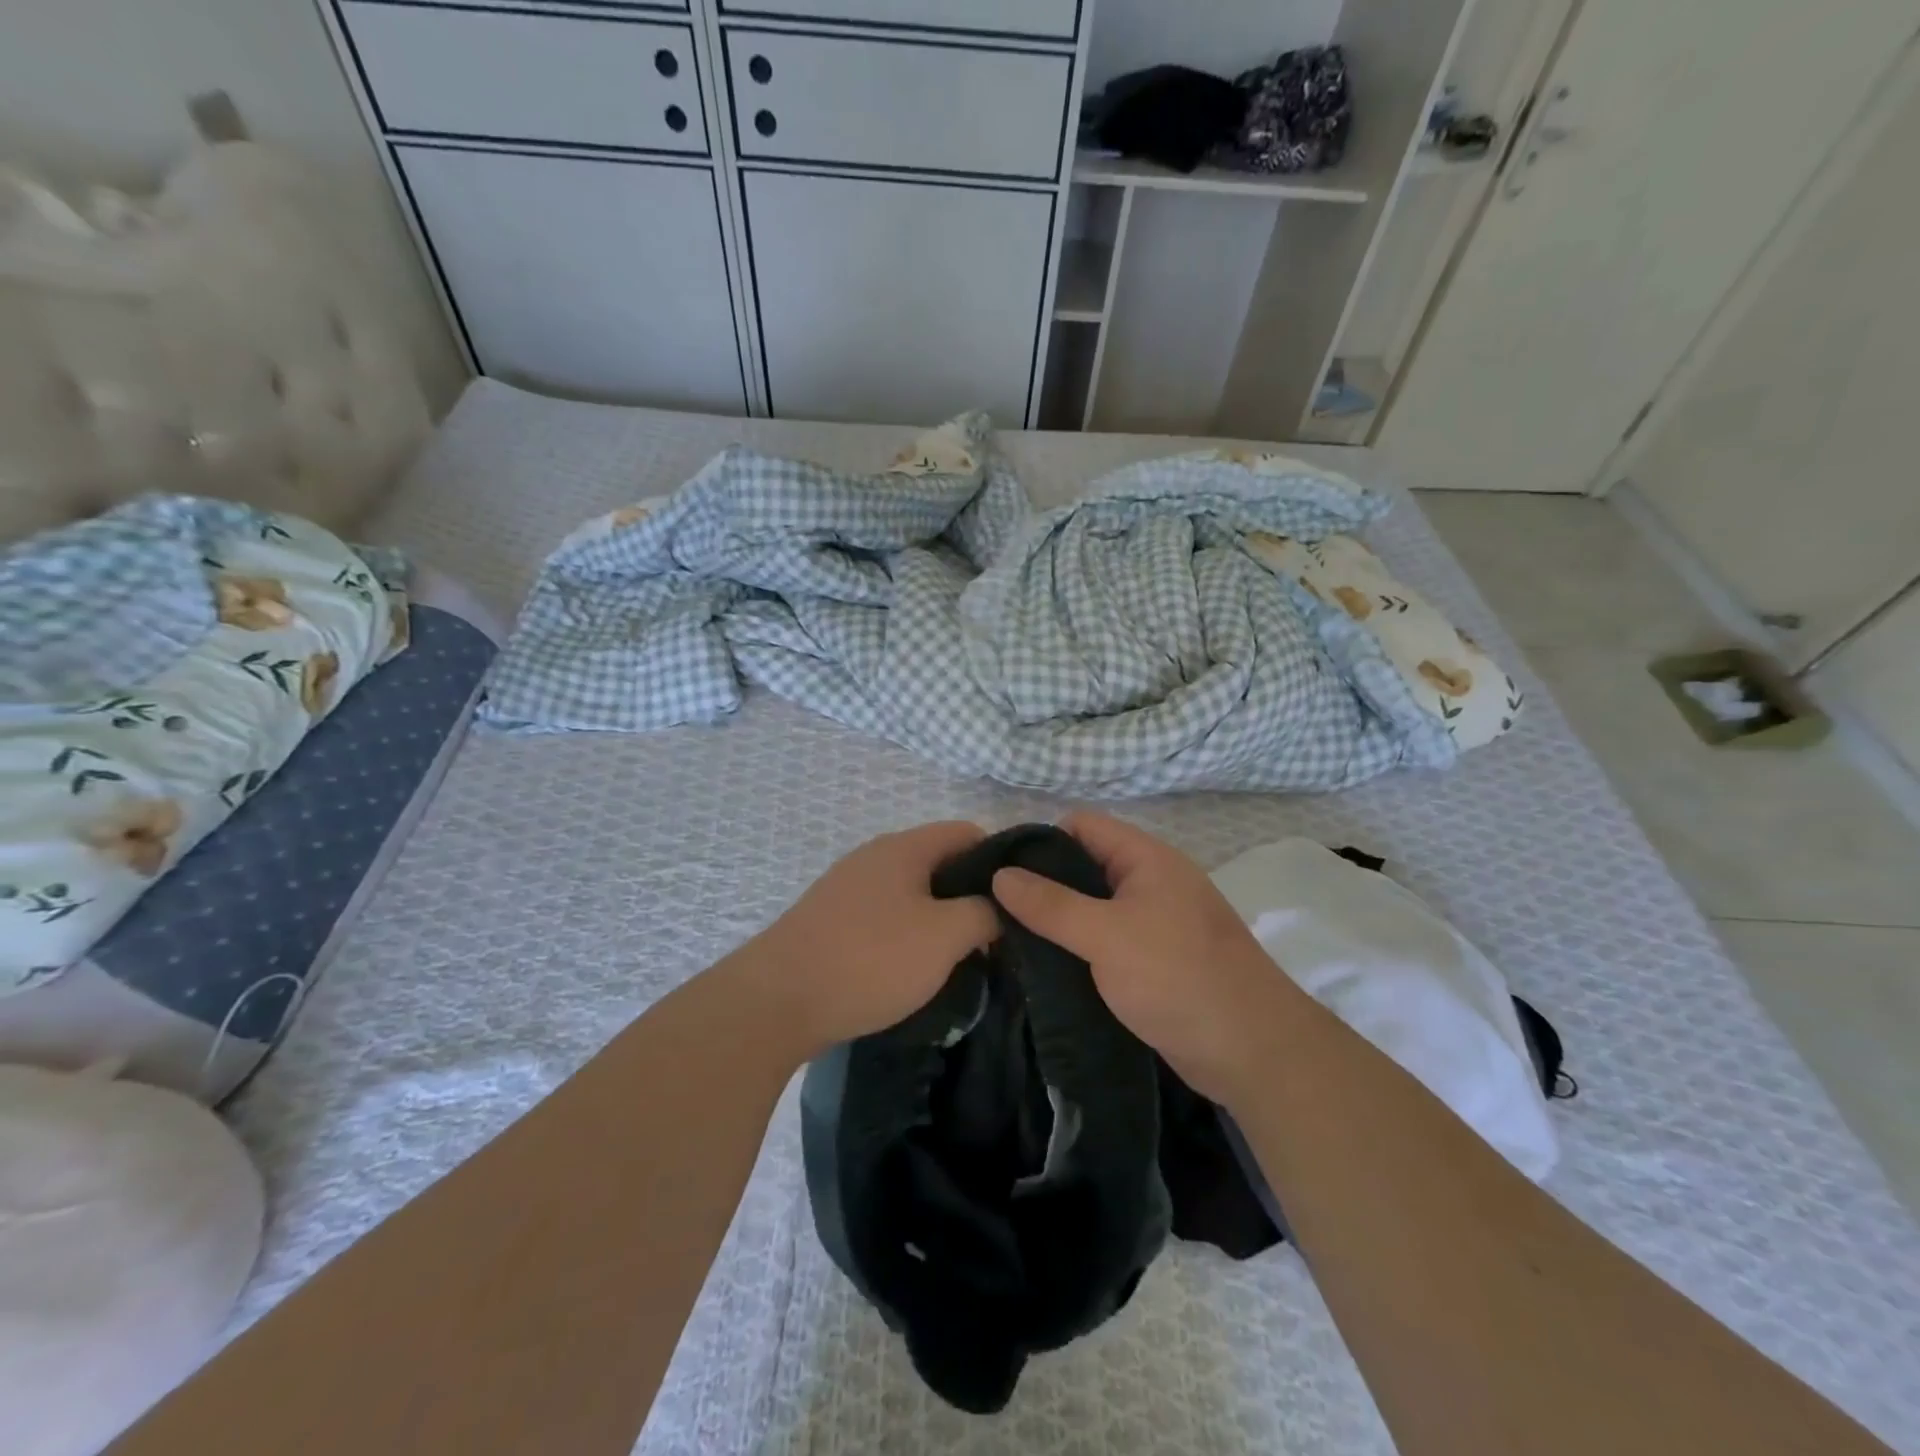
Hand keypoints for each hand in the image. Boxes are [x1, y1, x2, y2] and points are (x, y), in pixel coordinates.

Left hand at [745, 821, 998, 1059]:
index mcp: (904, 847)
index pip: (967, 832)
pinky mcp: (830, 920)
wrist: (777, 1001)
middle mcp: (874, 857)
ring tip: (961, 960)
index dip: (1001, 860)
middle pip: (939, 863)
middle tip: (996, 938)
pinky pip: (885, 916)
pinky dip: (908, 935)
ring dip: (940, 920)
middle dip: (971, 896)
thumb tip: (998, 907)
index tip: (1019, 901)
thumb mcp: (944, 936)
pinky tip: (913, 971)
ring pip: (912, 893)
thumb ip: (984, 913)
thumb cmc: (870, 959)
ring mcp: (848, 888)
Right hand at [992, 812, 1295, 1104]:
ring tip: (1009, 940)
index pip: (1082, 826)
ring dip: (1057, 921)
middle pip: (1084, 866)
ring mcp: (1154, 922)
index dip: (1040, 840)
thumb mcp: (1107, 936)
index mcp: (1146, 859)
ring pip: (1092, 908)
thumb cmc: (1178, 977)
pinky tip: (1044, 967)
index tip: (999, 871)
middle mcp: (1150, 882)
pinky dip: (1077, 948)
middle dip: (1042, 884)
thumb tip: (1000, 874)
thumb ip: (1051, 905)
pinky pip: (1104, 941)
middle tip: (995, 910)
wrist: (1252, 1051)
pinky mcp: (1153, 961)